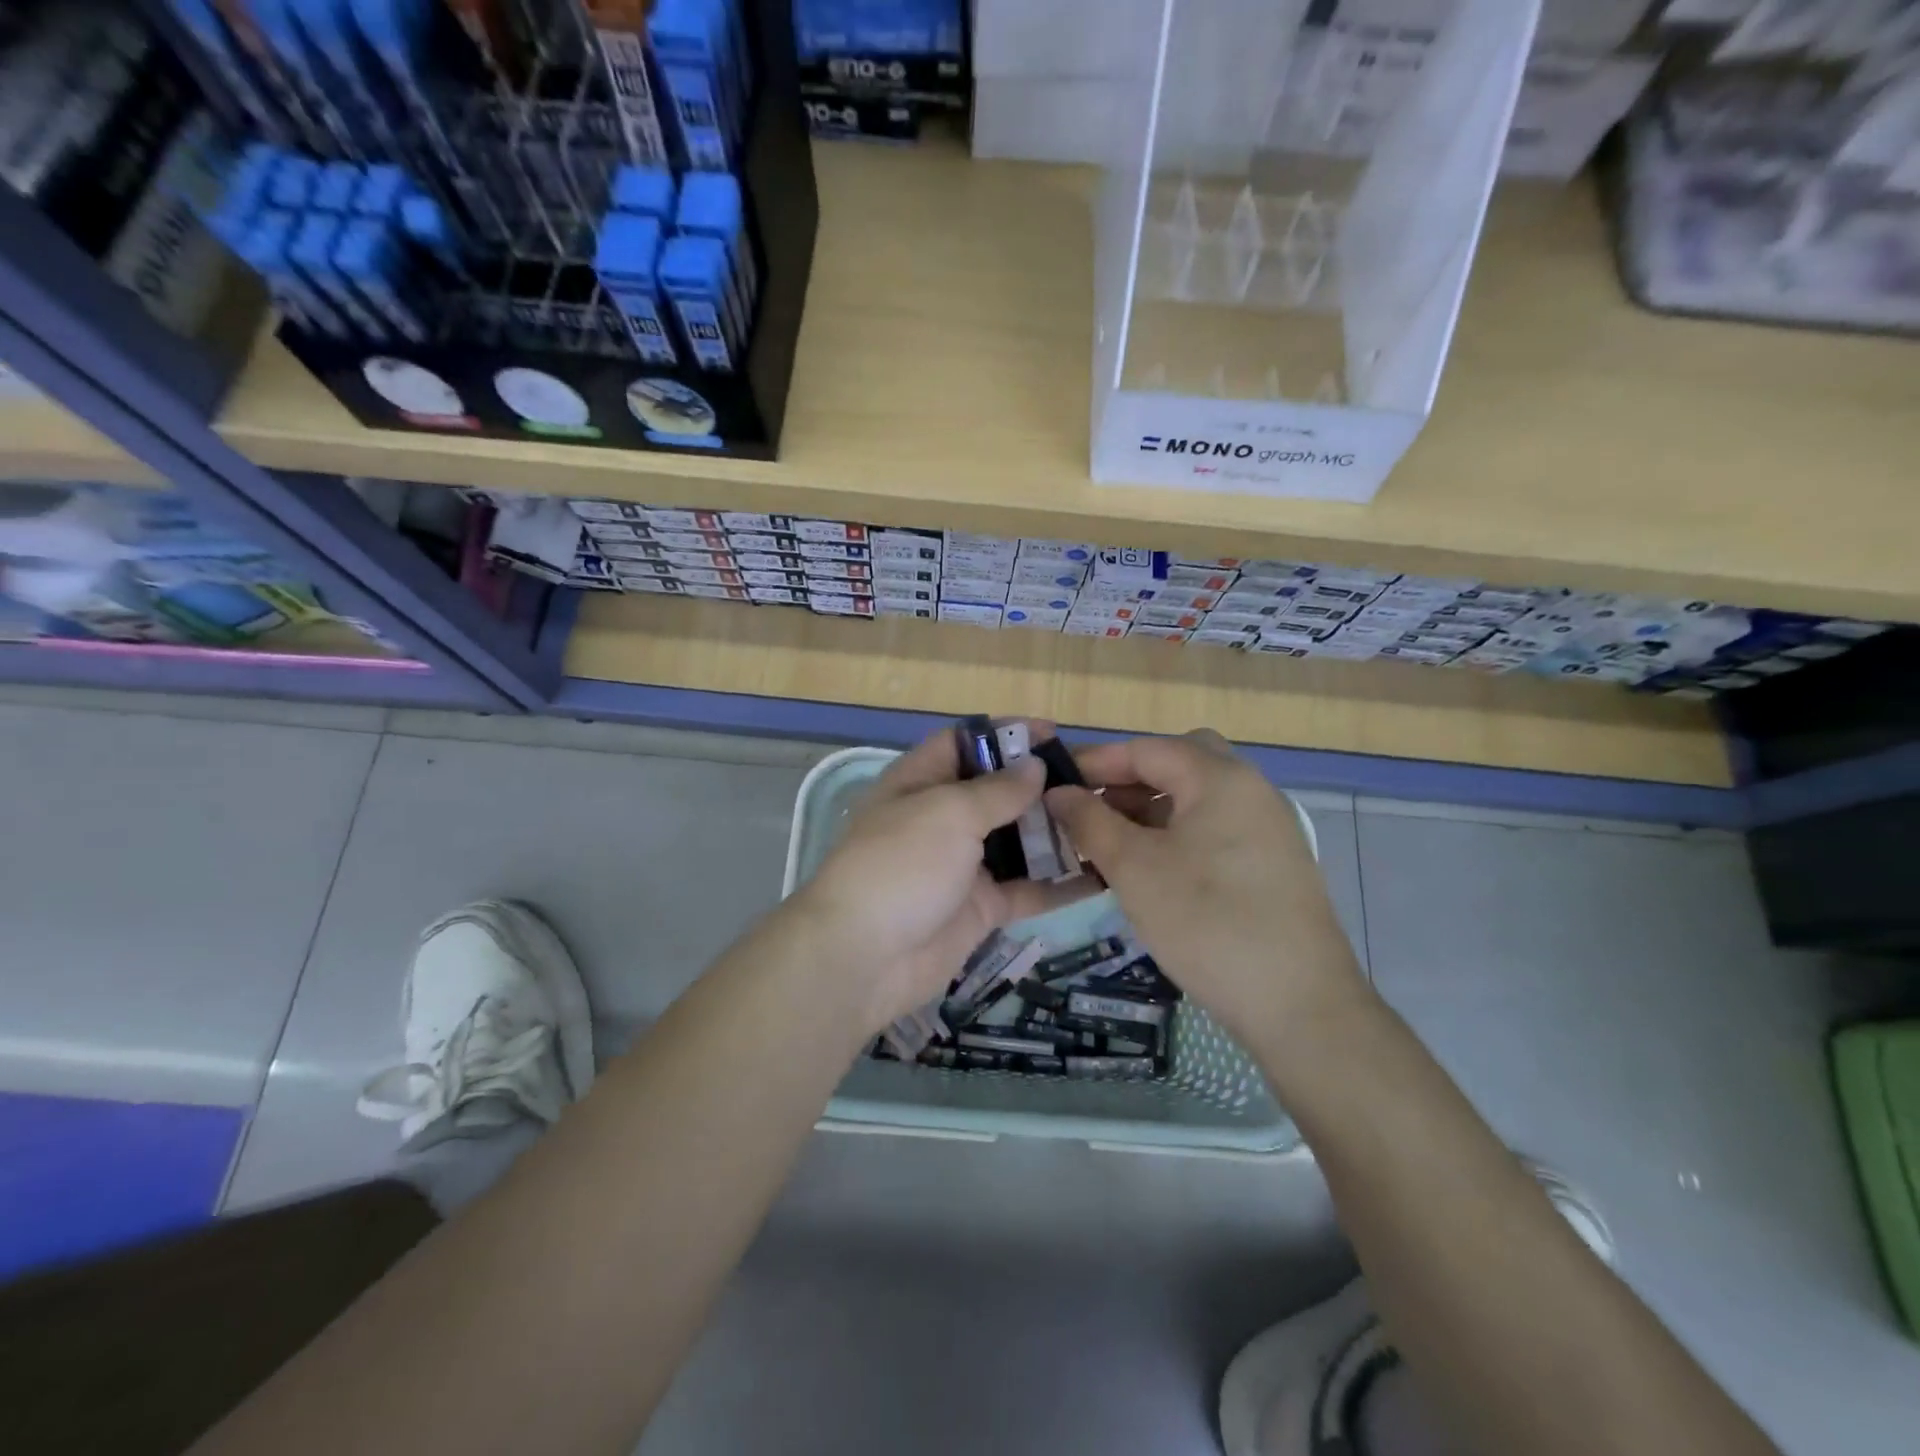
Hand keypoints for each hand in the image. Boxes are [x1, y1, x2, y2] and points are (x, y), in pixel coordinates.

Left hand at [787, 726, 1083, 1031]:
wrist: (864, 958)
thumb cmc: (902, 865)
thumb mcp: (948, 813)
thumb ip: (997, 790)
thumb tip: (1034, 766)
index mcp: (921, 782)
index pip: (965, 744)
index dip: (1005, 735)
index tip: (1054, 733)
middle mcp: (942, 819)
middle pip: (997, 792)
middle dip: (1042, 784)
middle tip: (1096, 781)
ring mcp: (963, 865)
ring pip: (1017, 841)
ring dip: (1056, 831)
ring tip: (1107, 819)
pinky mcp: (981, 908)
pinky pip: (1028, 889)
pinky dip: (1060, 883)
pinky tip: (1103, 874)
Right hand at [1045, 730, 1365, 1047]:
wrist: (1299, 1006)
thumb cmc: (1207, 922)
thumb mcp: (1135, 868)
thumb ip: (1090, 821)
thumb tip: (1059, 793)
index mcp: (1220, 778)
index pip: (1145, 749)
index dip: (1094, 762)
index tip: (1052, 784)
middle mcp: (1250, 790)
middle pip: (1178, 763)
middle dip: (1128, 780)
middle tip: (1090, 809)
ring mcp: (1266, 828)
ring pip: (1196, 799)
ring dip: (1149, 810)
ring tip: (1108, 844)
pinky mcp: (1271, 864)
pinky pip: (1213, 830)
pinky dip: (1175, 835)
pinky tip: (1148, 870)